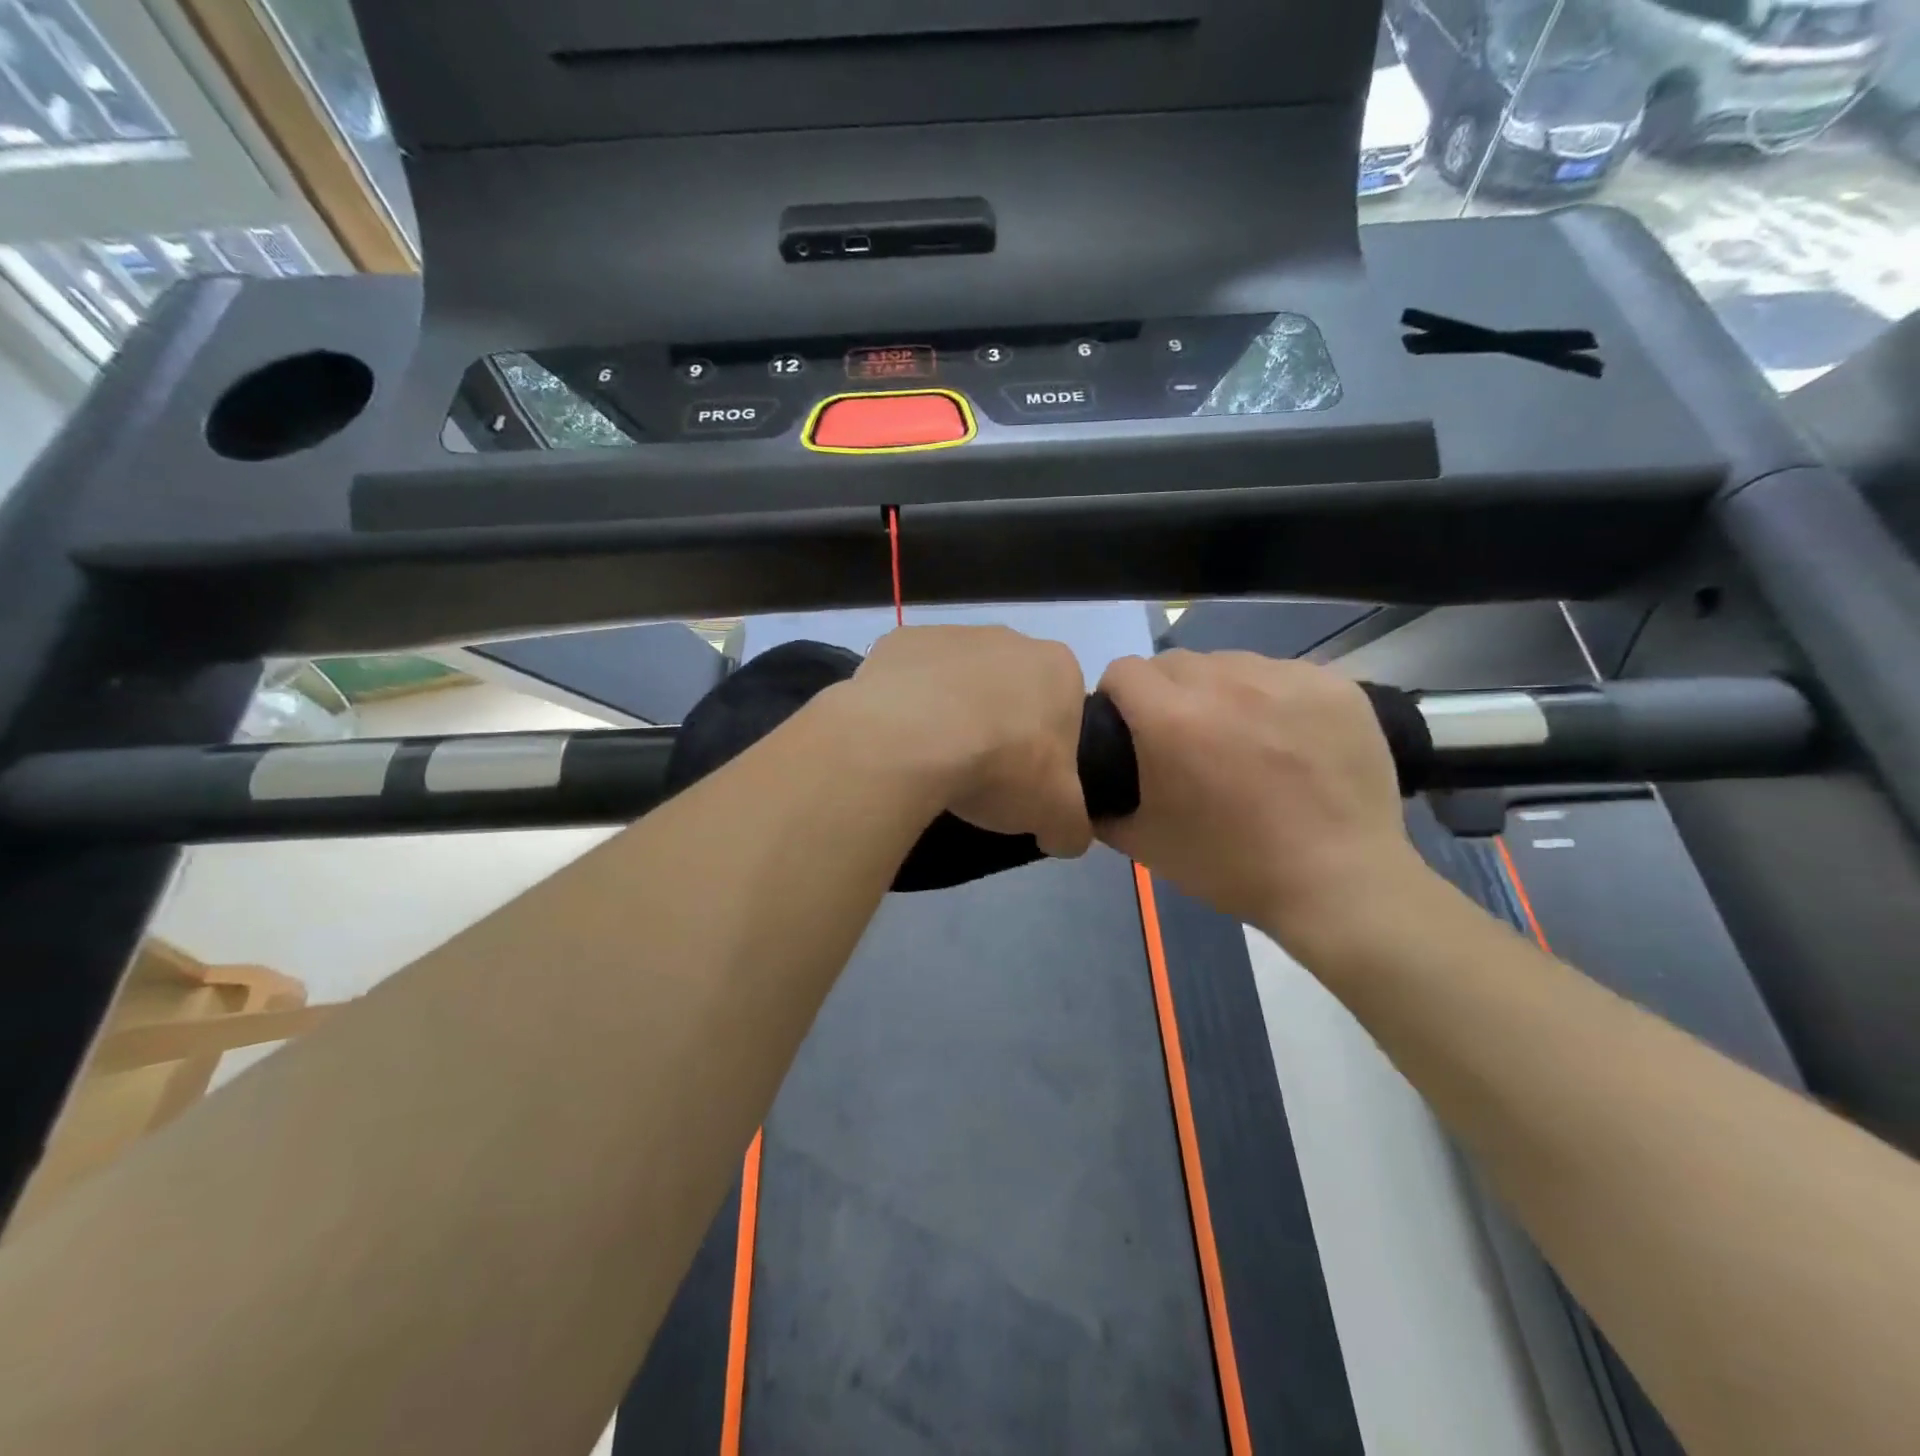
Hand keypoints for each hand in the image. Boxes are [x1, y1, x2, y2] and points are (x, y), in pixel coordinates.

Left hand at [841, 626, 1093, 858]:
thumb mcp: (1057, 814)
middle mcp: (1007, 639)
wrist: (912, 739)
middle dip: (1000, 724)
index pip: (1064, 707)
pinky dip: (905, 705)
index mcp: (1057, 667)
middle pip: (1009, 689)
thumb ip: (1072, 825)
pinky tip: (898, 739)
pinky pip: (909, 679)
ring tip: (932, 761)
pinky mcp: (898, 643)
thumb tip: (1065, 836)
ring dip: (951, 713)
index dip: (1048, 747)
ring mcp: (949, 634)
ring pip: (957, 680)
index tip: (1027, 779)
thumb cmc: (1002, 766)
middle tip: (981, 773)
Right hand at [1095, 650, 1428, 945]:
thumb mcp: (1145, 844)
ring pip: (1229, 663)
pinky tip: (1287, 739)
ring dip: (1219, 691)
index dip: (1118, 698)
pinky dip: (1271, 697)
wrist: (1339, 884)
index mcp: (1171, 717)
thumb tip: (1089, 784)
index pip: (1123, 671)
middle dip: (1166, 694)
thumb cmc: (1232, 866)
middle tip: (1185, 740)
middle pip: (1174, 663)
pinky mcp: (1332, 684)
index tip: (1130, 729)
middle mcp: (1224, 682)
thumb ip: (1102, 806)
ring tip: (1240, 737)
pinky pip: (1281, 674)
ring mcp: (1284, 678)